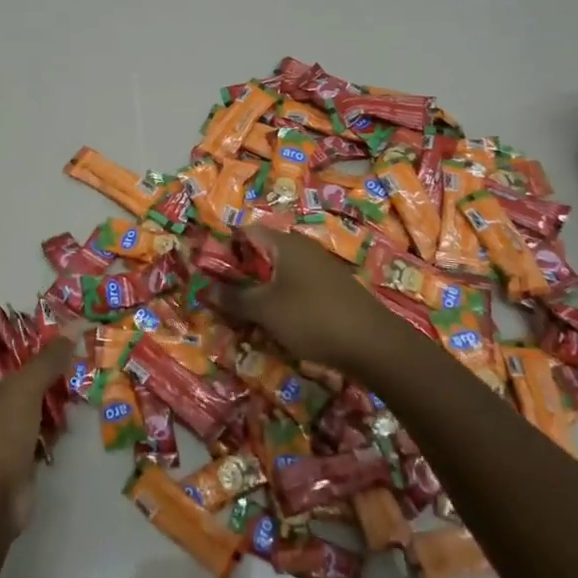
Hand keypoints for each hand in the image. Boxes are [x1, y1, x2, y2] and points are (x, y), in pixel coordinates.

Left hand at [0, 333, 76, 535]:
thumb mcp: (24, 388)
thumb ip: (49, 358)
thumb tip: (73, 325)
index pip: (9, 347)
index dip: (36, 336)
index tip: (68, 329)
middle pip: (26, 374)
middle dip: (54, 368)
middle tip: (86, 357)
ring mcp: (4, 430)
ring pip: (37, 403)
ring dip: (58, 398)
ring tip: (88, 384)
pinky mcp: (19, 454)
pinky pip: (41, 430)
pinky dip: (56, 426)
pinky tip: (74, 421)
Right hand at [208, 225, 400, 372]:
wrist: (375, 345)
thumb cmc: (312, 317)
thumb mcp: (265, 309)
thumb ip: (233, 298)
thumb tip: (203, 289)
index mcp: (284, 243)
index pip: (246, 231)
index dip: (224, 247)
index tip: (207, 270)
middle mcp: (302, 249)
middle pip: (261, 253)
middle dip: (239, 274)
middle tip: (220, 297)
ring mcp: (319, 270)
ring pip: (278, 275)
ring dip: (259, 292)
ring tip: (242, 315)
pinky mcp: (331, 292)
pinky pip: (295, 290)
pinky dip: (280, 303)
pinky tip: (274, 324)